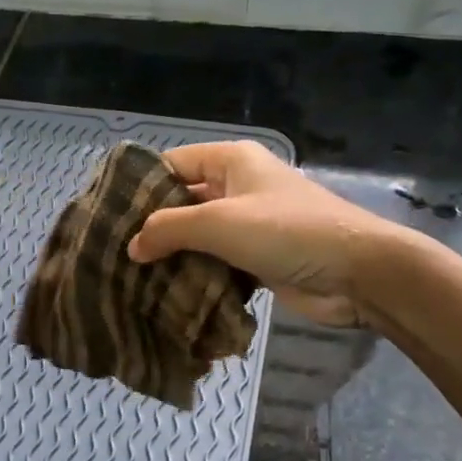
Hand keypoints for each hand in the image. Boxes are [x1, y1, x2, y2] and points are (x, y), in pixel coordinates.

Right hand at [126, 141, 401, 328]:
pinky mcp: (256, 260)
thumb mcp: (219, 222)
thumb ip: (169, 229)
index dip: (139, 187)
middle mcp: (237, 188)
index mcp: (230, 162)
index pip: (171, 165)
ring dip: (172, 259)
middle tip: (112, 255)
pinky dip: (195, 279)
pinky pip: (215, 265)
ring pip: (197, 239)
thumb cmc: (286, 231)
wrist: (356, 273)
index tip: (105, 216)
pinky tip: (165, 298)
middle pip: (182, 204)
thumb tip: (132, 246)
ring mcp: (248, 226)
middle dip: (152, 229)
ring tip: (129, 281)